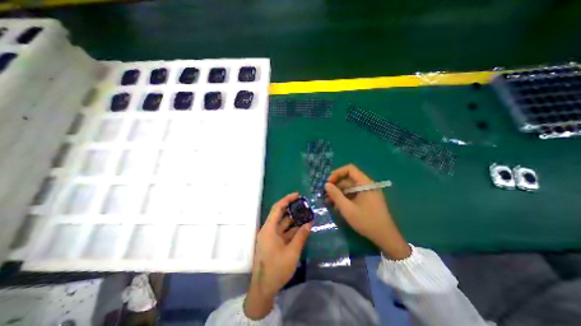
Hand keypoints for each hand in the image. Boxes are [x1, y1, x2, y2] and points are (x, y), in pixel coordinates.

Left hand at [244, 192, 310, 318]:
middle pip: (281, 215)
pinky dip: (292, 230)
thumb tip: (309, 223)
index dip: (287, 199)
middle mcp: (268, 230)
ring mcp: (271, 237)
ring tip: (306, 215)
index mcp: (269, 229)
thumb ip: (301, 236)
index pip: (277, 208)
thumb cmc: (276, 269)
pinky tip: (302, 228)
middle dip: (292, 209)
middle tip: (304, 205)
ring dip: (294, 220)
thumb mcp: (292, 252)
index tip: (297, 195)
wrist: (263, 289)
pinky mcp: (274, 243)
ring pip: (283, 224)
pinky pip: (284, 233)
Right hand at [325, 164, 410, 260]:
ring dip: (339, 193)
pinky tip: (337, 207)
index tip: (328, 183)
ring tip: (329, 203)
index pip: (349, 169)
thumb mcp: (347, 209)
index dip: (337, 173)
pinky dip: (345, 198)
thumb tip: (326, 185)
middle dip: (336, 186)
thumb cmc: (366, 221)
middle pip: (348, 179)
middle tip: (325, 195)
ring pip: (350, 188)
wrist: (386, 238)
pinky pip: (354, 195)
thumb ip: (336, 195)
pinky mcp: (367, 200)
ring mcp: (368, 192)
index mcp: (365, 183)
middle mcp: (367, 185)